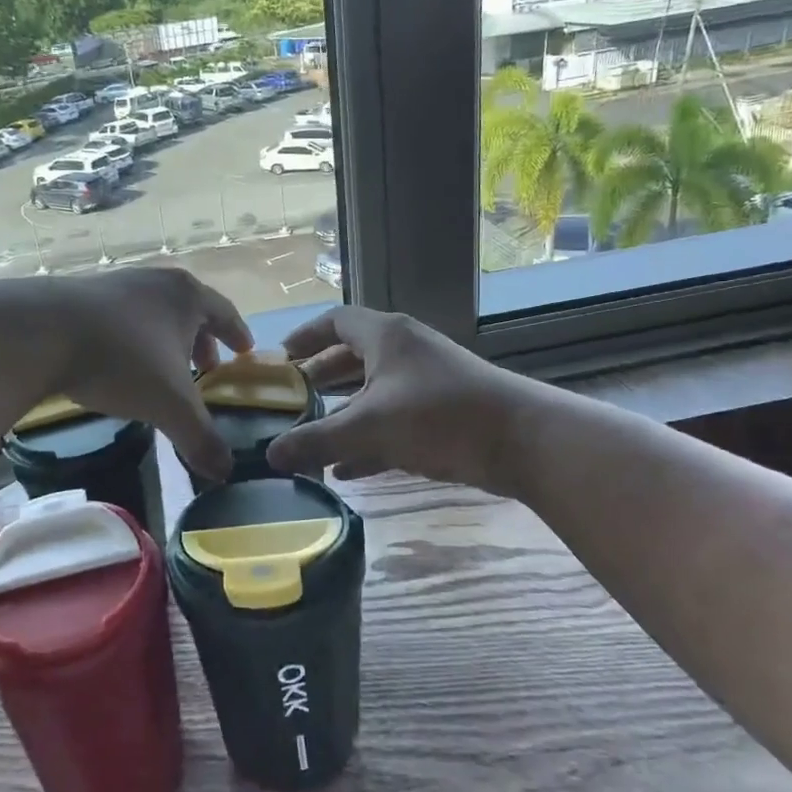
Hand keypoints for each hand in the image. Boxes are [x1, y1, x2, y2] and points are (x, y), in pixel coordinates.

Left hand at [39, 268, 252, 481]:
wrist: (42, 332)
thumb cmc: (122, 360)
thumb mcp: (169, 405)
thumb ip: (200, 438)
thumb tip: (226, 472)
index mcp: (187, 297)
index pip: (225, 314)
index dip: (238, 335)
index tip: (245, 351)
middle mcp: (157, 281)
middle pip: (189, 309)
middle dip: (201, 340)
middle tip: (207, 366)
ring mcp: (118, 283)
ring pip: (154, 312)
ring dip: (165, 338)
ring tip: (164, 368)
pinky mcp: (83, 293)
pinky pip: (122, 316)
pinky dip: (133, 337)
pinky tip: (121, 363)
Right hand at [265, 307, 537, 494]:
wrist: (521, 441)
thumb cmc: (439, 416)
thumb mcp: (370, 426)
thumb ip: (318, 439)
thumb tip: (270, 454)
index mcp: (386, 336)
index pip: (335, 321)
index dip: (305, 336)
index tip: (280, 358)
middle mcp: (404, 351)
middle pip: (352, 356)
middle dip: (321, 377)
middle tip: (291, 398)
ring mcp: (425, 382)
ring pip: (373, 392)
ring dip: (343, 412)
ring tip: (310, 436)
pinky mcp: (441, 414)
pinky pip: (393, 421)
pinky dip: (369, 440)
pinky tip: (346, 470)